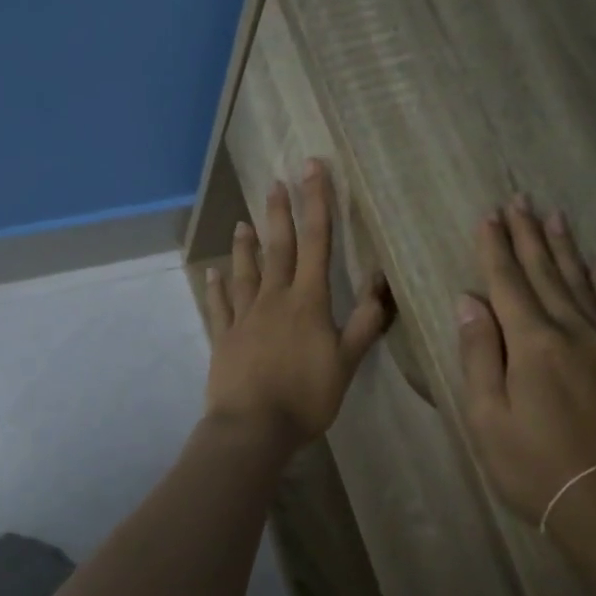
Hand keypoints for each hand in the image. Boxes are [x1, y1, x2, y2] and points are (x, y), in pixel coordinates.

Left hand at [204, 159, 390, 451]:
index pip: (316, 243)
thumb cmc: (306, 397)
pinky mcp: (224, 338)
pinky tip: (212, 274)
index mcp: (307, 302)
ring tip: (243, 222)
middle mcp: (274, 300)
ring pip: (246, 272)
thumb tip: (382, 284)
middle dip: (280, 213)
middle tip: (275, 182)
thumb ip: (364, 324)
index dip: (317, 203)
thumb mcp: (346, 364)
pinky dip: (216, 288)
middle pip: (278, 248)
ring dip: (246, 246)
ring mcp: (244, 317)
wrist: (253, 427)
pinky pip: (219, 307)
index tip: (312, 168)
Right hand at [455, 196, 595, 536]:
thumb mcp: (486, 416)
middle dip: (529, 236)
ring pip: (582, 283)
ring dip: (565, 248)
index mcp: (533, 344)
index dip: (495, 248)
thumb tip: (469, 300)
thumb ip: (478, 354)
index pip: (508, 284)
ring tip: (554, 216)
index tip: (488, 216)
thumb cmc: (532, 465)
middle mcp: (573, 332)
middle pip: (546, 273)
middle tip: (520, 199)